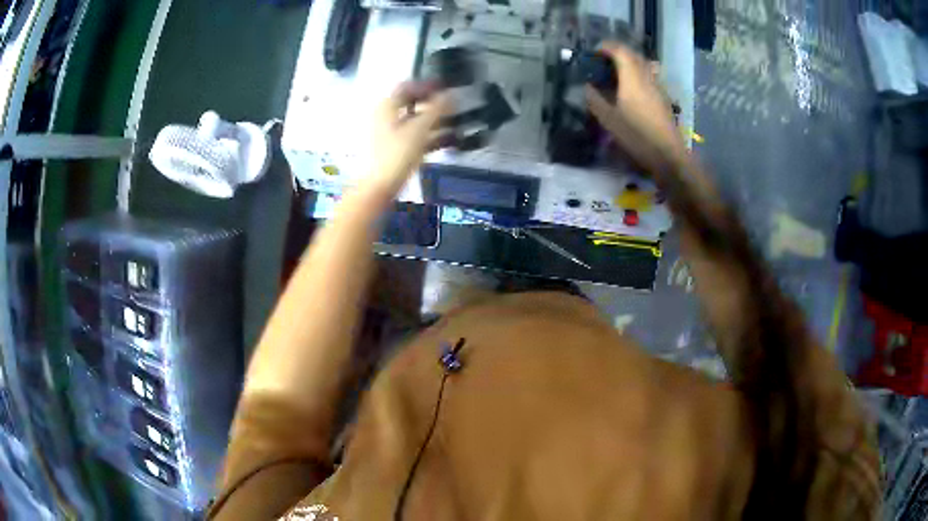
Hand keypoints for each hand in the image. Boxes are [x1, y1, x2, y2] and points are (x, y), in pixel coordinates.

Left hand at [369, 81, 450, 194]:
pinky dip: (430, 136)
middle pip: (411, 105)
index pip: (406, 87)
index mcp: (386, 107)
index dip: (426, 85)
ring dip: (435, 121)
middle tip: (452, 106)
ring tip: (455, 124)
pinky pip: (414, 137)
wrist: (380, 187)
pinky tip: (448, 141)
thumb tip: (449, 95)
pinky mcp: (394, 150)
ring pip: (414, 122)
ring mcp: (388, 134)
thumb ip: (436, 109)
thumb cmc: (397, 154)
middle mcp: (385, 117)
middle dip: (434, 105)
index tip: (444, 88)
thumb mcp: (419, 128)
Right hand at [586, 43, 684, 168]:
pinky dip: (637, 75)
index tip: (594, 52)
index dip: (606, 47)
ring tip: (616, 74)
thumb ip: (595, 100)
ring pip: (643, 65)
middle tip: (603, 61)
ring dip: (628, 64)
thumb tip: (587, 87)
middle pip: (633, 55)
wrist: (668, 155)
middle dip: (617, 53)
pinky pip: (648, 77)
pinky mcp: (663, 98)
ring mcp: (658, 87)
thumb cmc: (637, 136)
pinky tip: (630, 89)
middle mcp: (647, 77)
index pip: (620, 51)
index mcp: (632, 77)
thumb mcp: (609, 120)